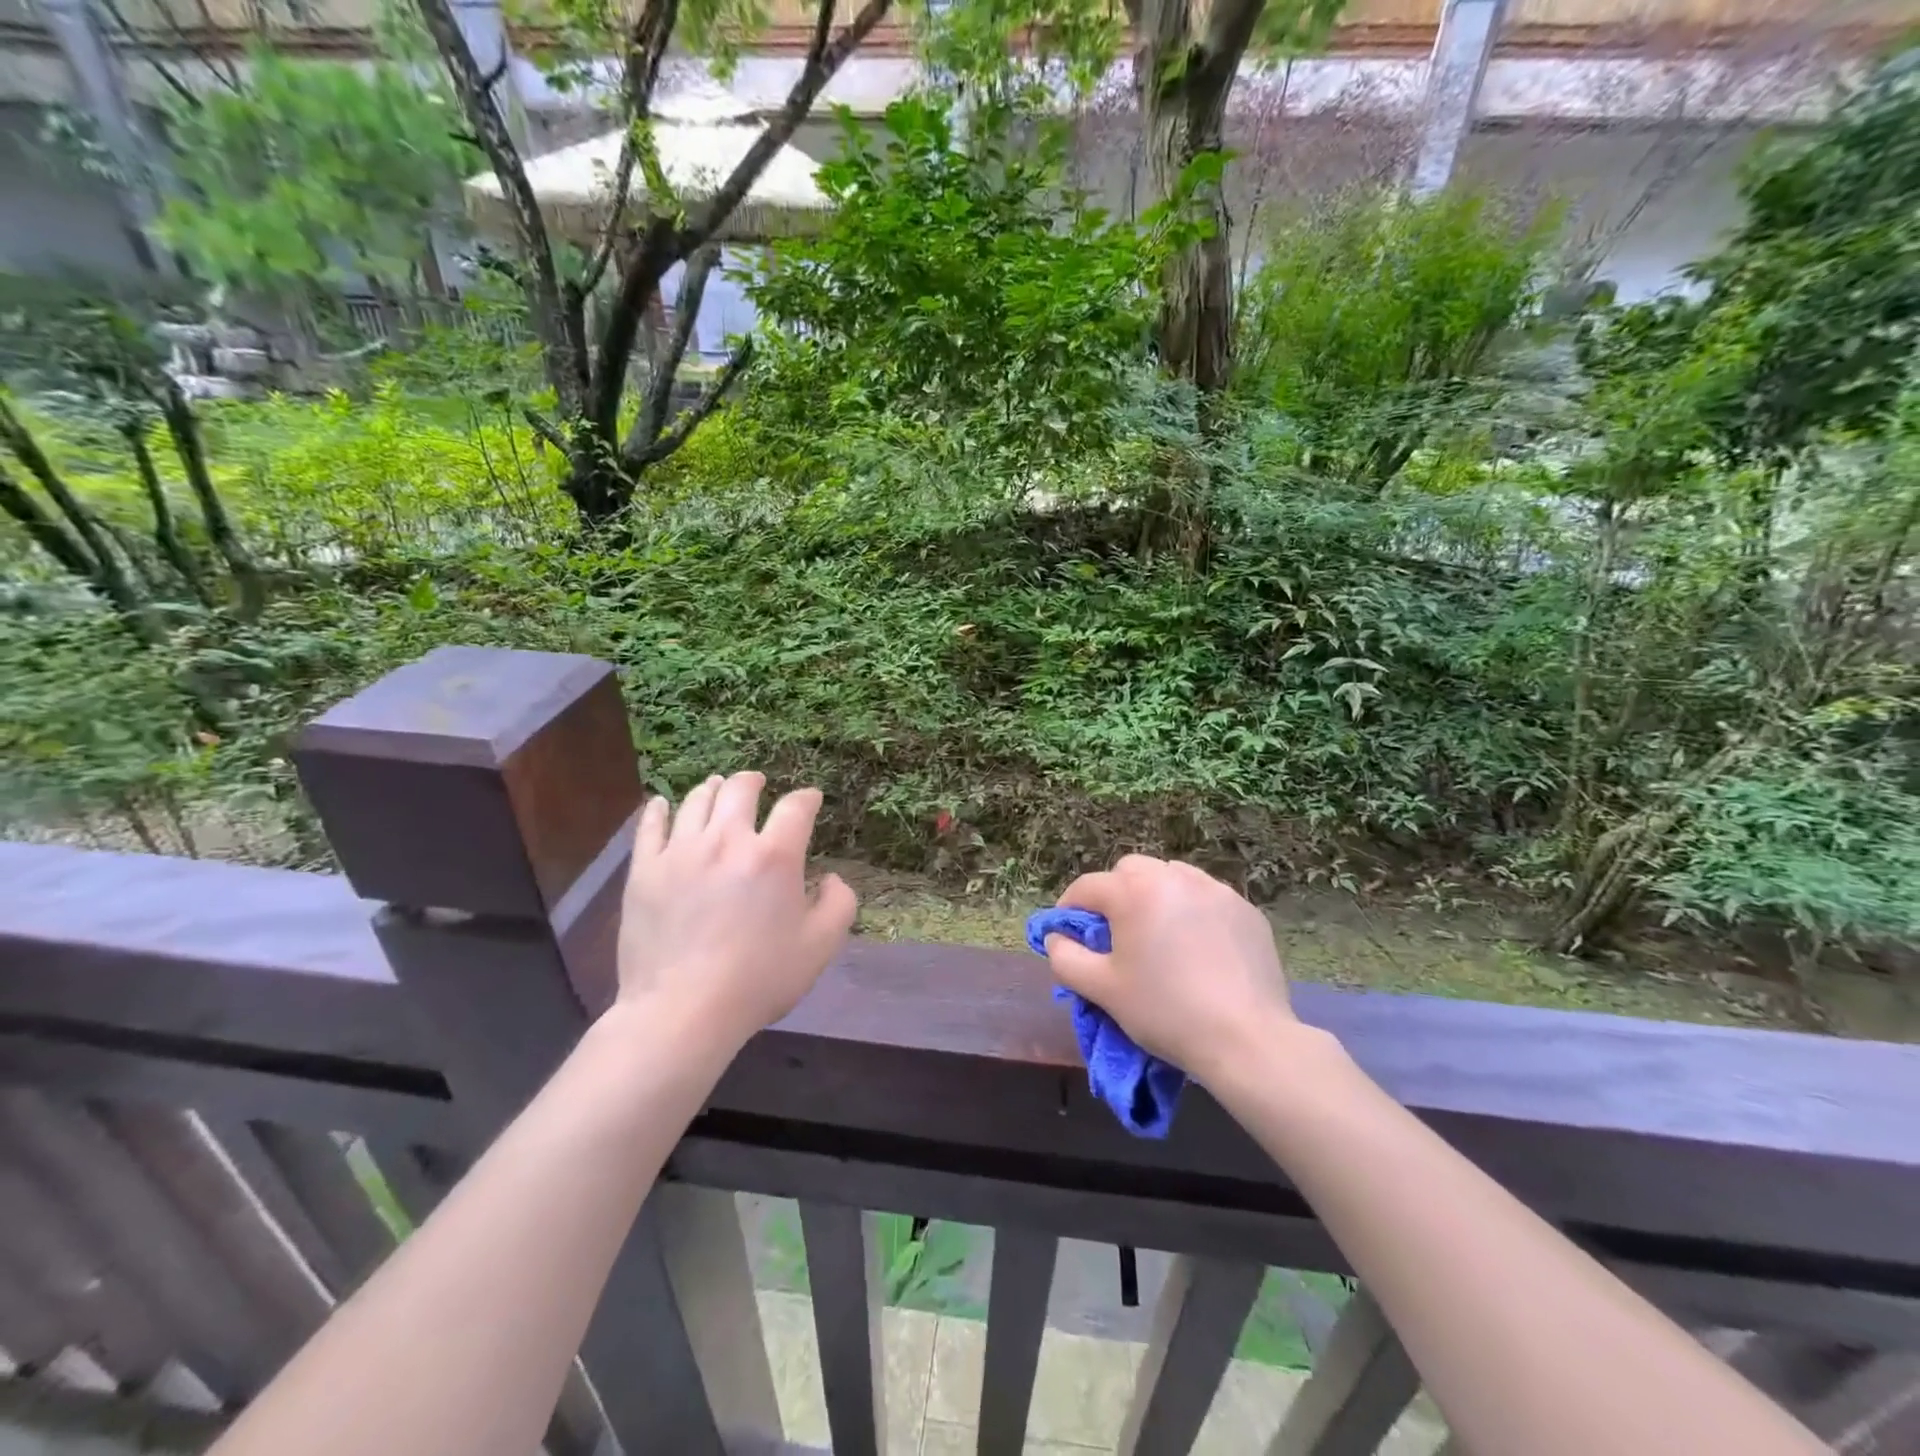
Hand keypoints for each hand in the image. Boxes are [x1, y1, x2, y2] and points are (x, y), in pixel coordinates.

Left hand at [616, 772, 856, 1054]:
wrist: (682, 1011)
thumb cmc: (759, 979)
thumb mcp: (820, 946)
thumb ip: (839, 904)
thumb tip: (831, 879)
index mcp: (774, 856)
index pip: (796, 808)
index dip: (807, 798)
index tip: (810, 800)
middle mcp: (727, 841)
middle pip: (740, 790)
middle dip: (754, 781)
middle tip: (758, 782)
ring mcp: (680, 852)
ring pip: (696, 801)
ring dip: (713, 789)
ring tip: (717, 789)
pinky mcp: (644, 870)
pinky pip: (650, 825)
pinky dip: (660, 809)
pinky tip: (663, 804)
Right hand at [1046, 855, 1298, 1085]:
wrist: (1245, 1039)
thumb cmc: (1164, 1011)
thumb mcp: (1101, 989)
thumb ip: (1065, 957)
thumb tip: (1055, 937)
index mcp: (1134, 891)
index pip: (1087, 887)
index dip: (1069, 908)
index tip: (1066, 933)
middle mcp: (1174, 878)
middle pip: (1130, 871)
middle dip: (1115, 894)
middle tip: (1116, 933)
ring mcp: (1215, 890)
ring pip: (1171, 878)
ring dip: (1155, 897)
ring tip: (1159, 936)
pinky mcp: (1246, 910)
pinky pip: (1206, 898)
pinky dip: (1192, 912)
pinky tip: (1198, 948)